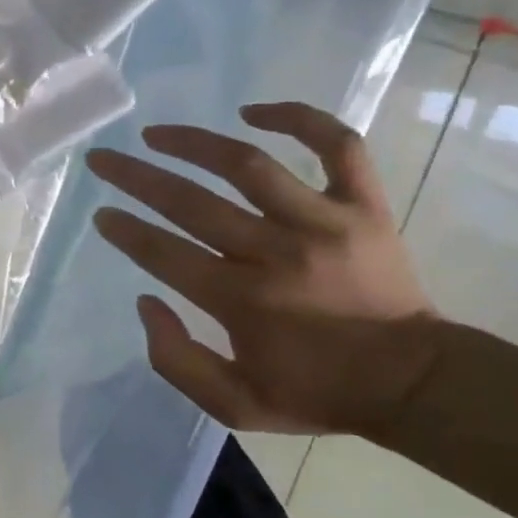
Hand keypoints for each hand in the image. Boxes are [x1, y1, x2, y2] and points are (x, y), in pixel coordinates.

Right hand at [85, 102, 440, 440]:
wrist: (416, 383)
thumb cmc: (318, 392)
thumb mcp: (236, 405)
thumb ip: (176, 361)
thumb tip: (146, 301)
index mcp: (242, 301)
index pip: (164, 252)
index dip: (125, 230)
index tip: (101, 214)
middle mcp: (276, 252)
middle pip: (191, 201)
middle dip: (135, 177)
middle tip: (102, 160)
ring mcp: (324, 221)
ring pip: (247, 164)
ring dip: (194, 142)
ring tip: (157, 134)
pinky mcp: (364, 205)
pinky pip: (335, 145)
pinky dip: (297, 118)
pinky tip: (253, 112)